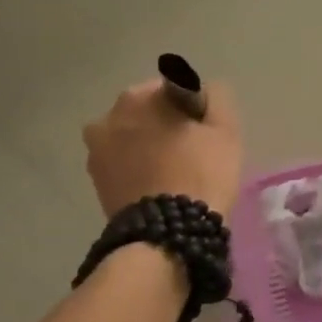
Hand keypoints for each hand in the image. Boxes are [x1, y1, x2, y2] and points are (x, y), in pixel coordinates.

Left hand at [83, 78, 241, 217]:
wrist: (166, 233)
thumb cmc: (200, 173)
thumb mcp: (225, 131)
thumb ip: (217, 99)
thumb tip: (206, 90)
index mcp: (140, 96)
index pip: (175, 88)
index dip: (194, 109)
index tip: (207, 132)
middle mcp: (109, 116)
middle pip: (148, 112)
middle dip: (166, 125)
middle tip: (193, 153)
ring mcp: (96, 150)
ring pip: (133, 138)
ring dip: (149, 147)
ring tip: (174, 174)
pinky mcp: (95, 181)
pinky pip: (124, 164)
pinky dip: (138, 169)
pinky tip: (158, 187)